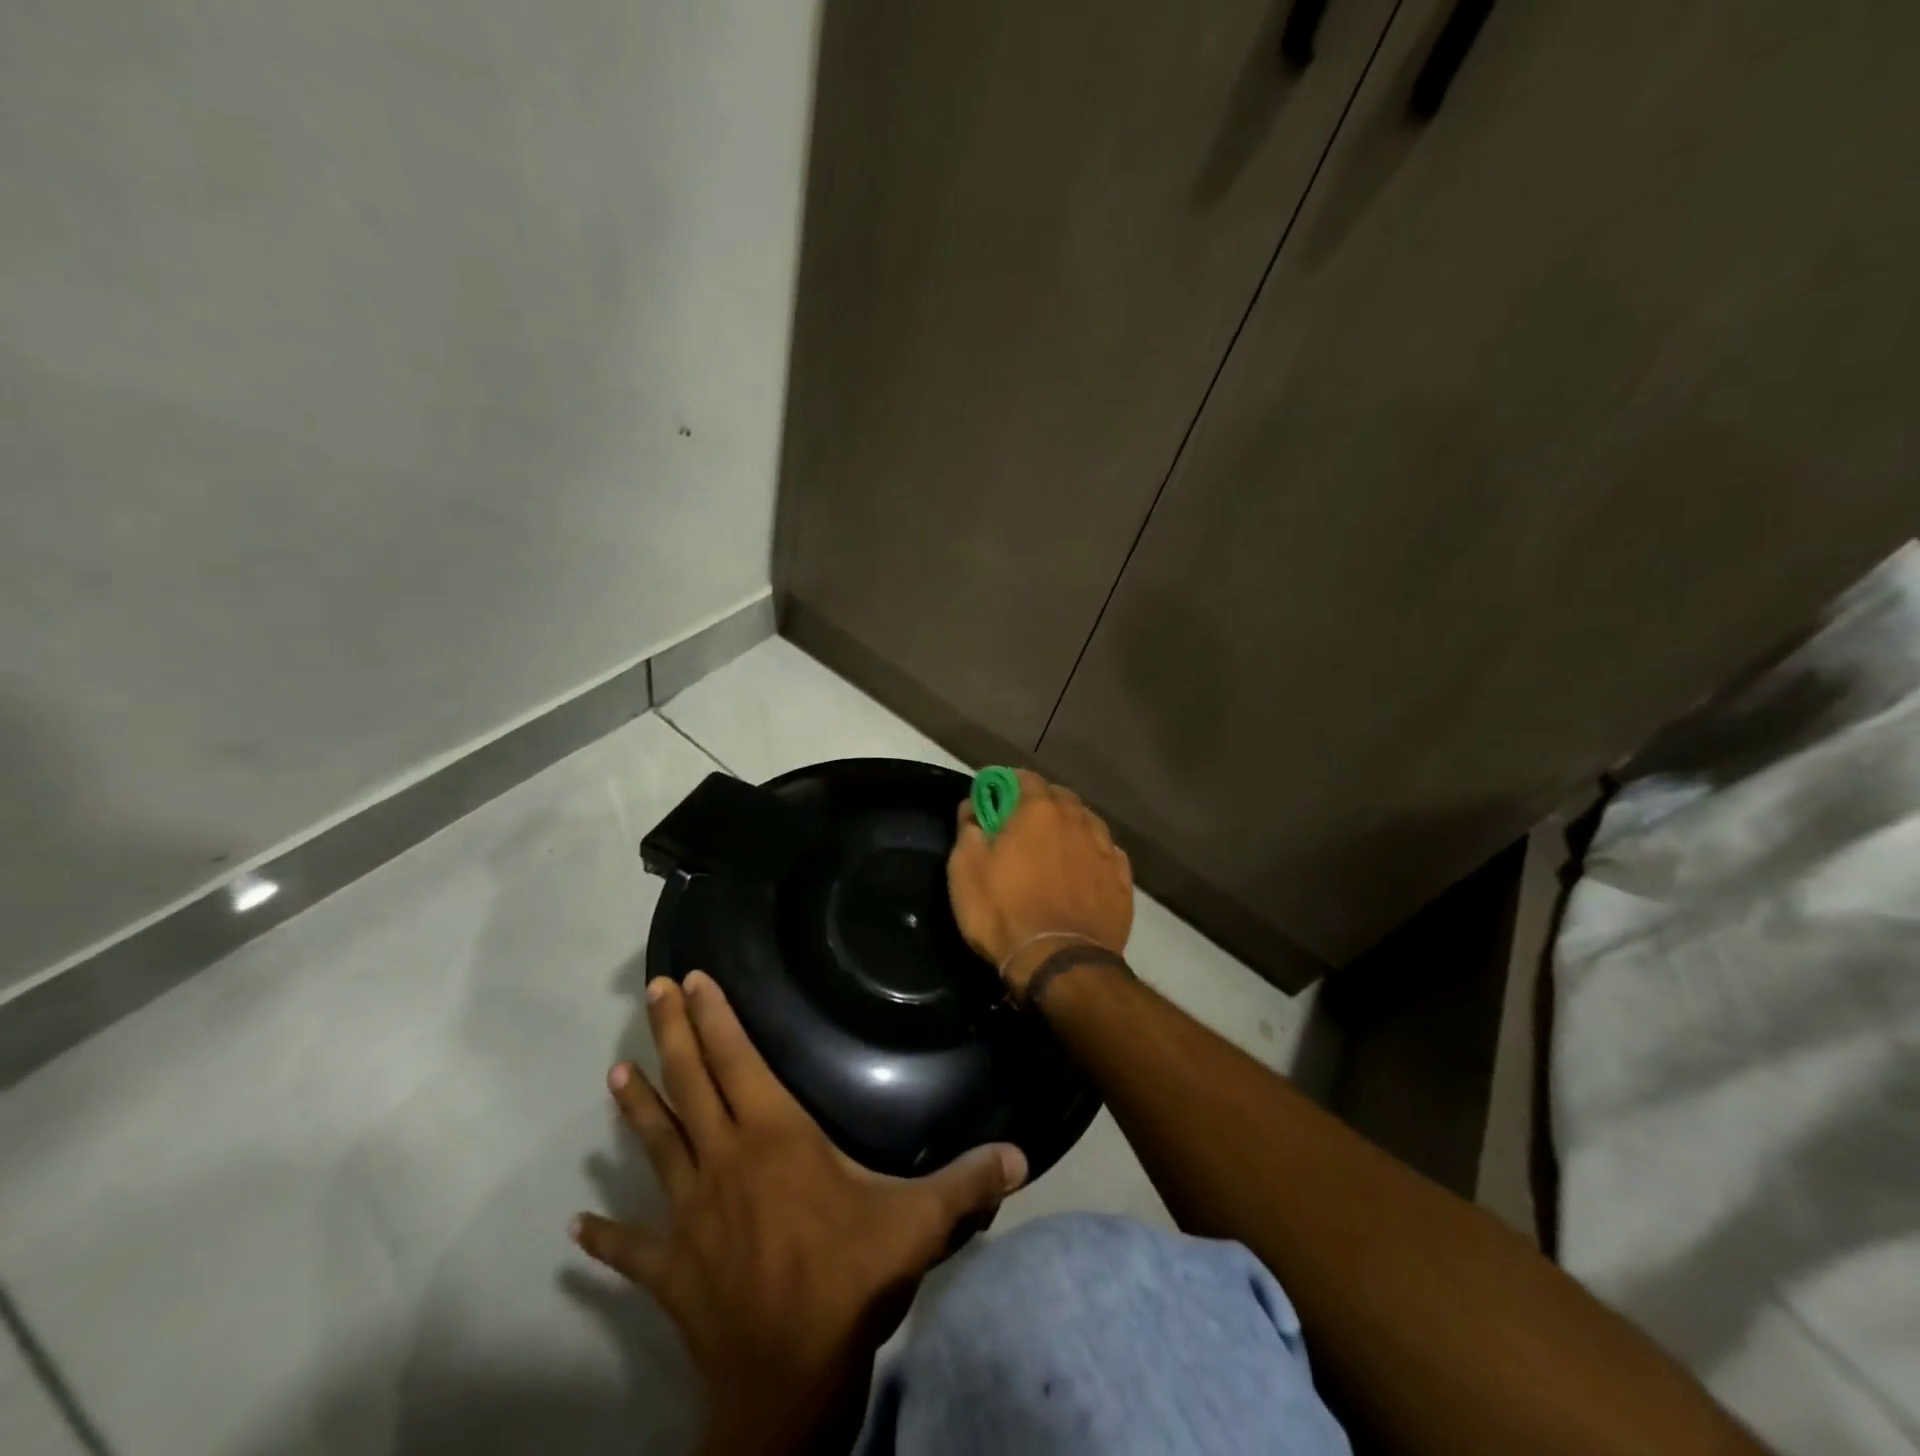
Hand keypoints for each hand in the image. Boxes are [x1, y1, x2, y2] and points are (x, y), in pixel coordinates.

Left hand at [572, 971, 1027, 1455]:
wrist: (787, 1385)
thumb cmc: (849, 1282)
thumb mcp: (918, 1225)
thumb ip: (968, 1183)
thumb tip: (1023, 1156)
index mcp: (774, 1138)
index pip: (738, 1060)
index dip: (717, 1017)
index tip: (696, 980)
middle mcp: (723, 1161)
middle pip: (690, 1082)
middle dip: (673, 1031)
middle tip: (656, 989)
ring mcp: (689, 1214)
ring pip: (656, 1146)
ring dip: (636, 1108)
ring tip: (614, 1073)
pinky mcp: (670, 1269)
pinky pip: (632, 1250)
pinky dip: (606, 1239)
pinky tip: (578, 1229)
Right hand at [947, 770, 1133, 997]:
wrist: (1060, 964)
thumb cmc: (1004, 912)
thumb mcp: (965, 871)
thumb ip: (968, 829)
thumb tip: (973, 806)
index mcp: (1039, 810)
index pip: (1024, 778)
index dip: (1005, 783)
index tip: (993, 797)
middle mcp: (1077, 820)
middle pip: (1059, 797)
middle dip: (1039, 802)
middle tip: (1020, 823)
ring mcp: (1105, 849)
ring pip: (1086, 822)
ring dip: (1069, 826)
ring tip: (1054, 847)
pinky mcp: (1122, 880)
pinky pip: (1105, 853)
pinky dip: (1091, 853)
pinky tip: (1082, 869)